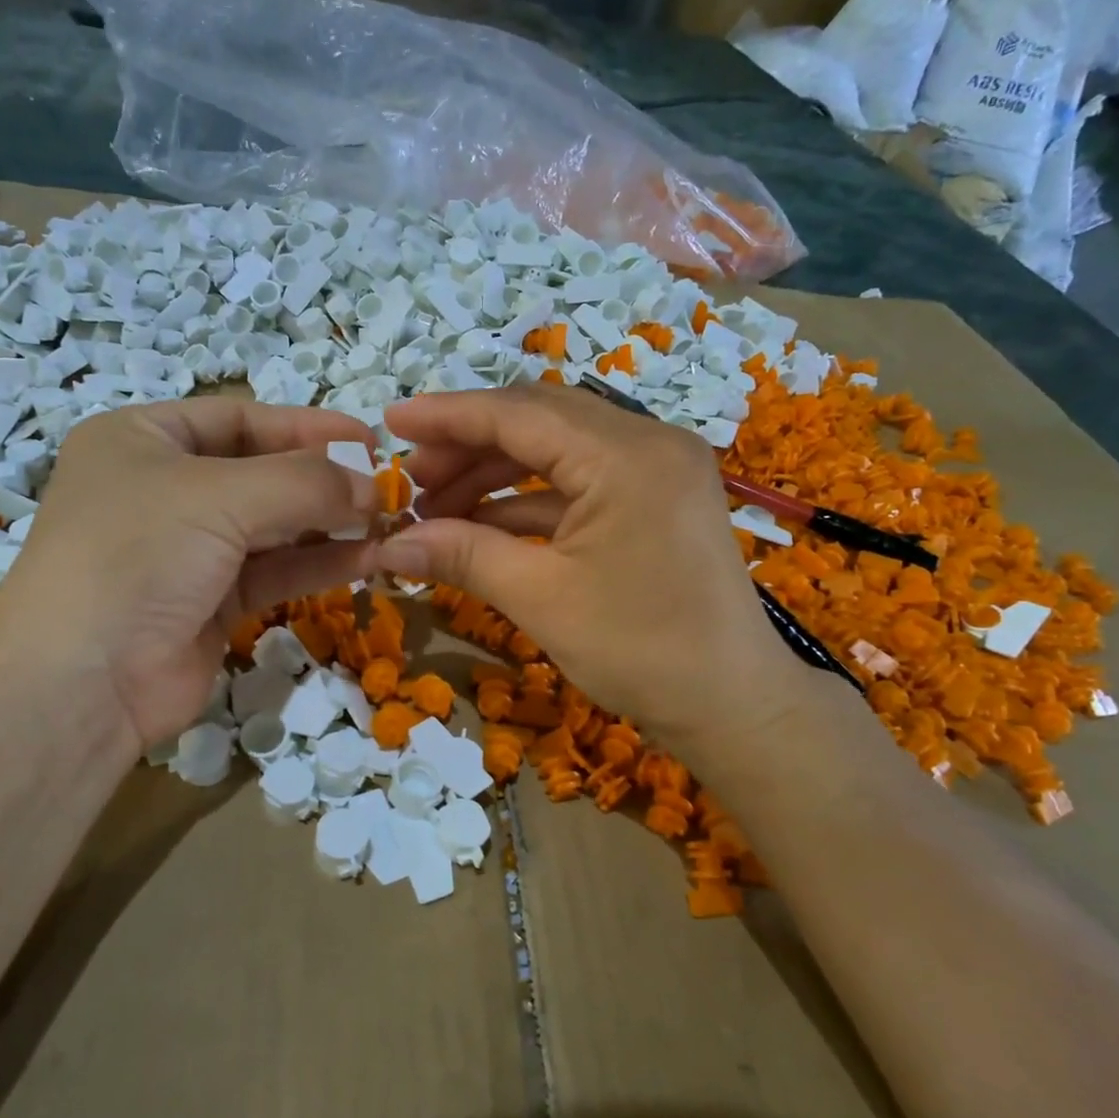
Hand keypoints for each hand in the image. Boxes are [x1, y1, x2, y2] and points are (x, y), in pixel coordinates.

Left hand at [0, 399, 378, 751]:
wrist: (83, 684)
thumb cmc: (137, 557)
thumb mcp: (219, 497)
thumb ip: (305, 483)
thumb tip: (372, 486)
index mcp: (143, 440)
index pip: (240, 419)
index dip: (306, 426)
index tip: (368, 440)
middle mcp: (164, 490)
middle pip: (261, 473)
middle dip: (324, 480)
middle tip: (386, 488)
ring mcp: (188, 551)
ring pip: (273, 527)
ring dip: (329, 525)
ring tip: (388, 524)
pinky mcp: (211, 603)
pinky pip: (274, 572)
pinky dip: (318, 564)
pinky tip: (366, 559)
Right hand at [375, 385, 820, 760]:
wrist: (731, 703)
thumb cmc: (641, 650)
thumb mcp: (541, 599)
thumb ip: (462, 556)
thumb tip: (387, 547)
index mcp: (626, 456)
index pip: (519, 414)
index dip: (448, 415)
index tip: (389, 421)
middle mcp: (648, 442)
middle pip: (539, 421)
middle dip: (469, 445)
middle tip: (413, 478)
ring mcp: (658, 469)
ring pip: (559, 450)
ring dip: (496, 474)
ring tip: (439, 508)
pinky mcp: (657, 498)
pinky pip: (582, 483)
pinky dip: (530, 500)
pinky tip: (485, 526)